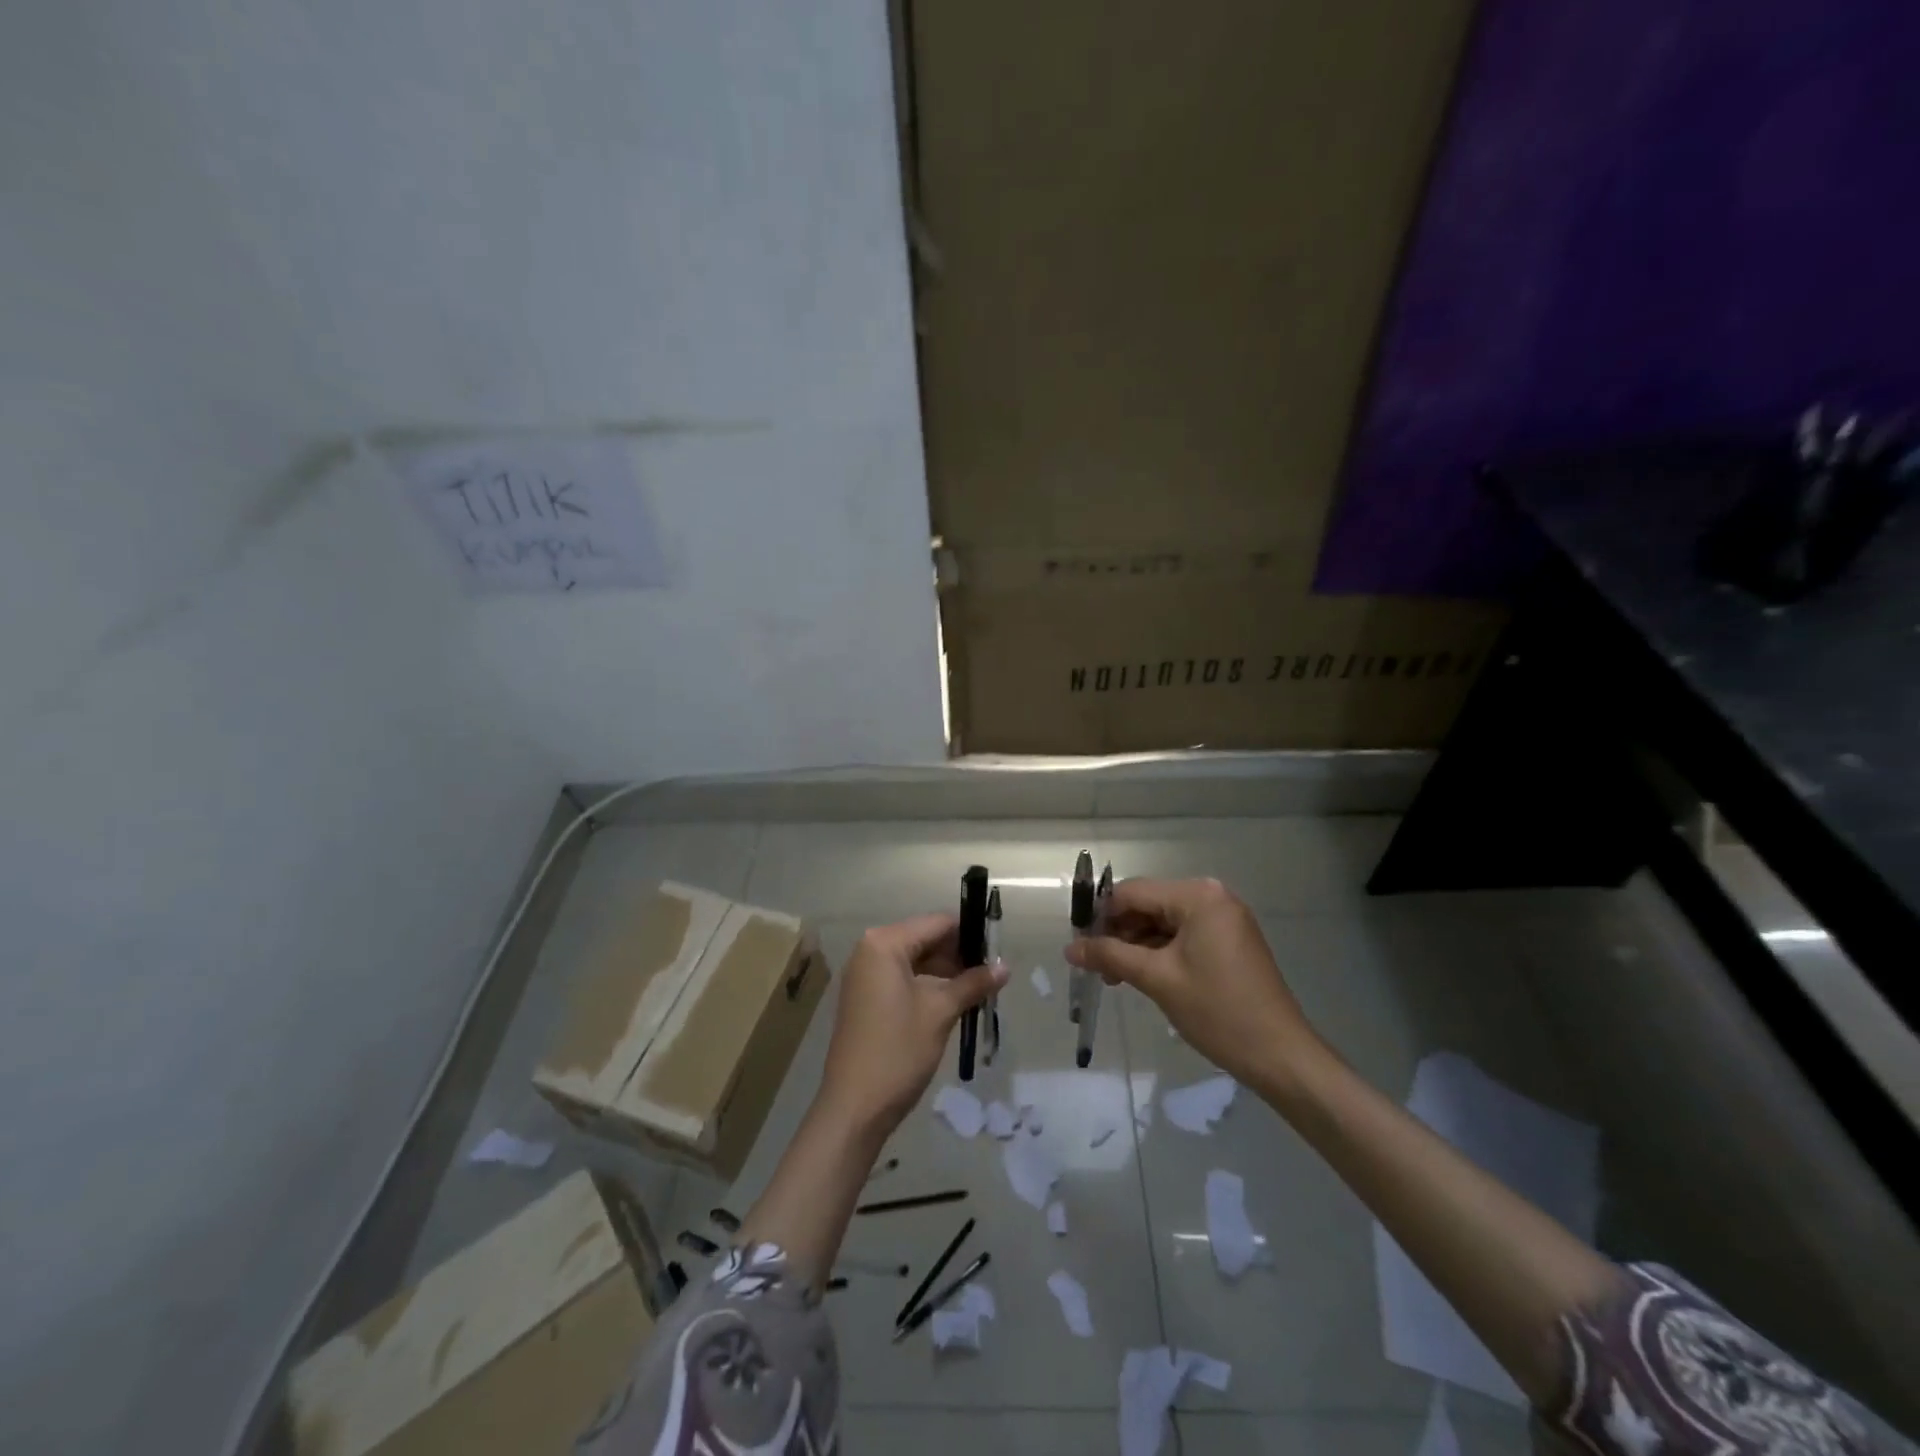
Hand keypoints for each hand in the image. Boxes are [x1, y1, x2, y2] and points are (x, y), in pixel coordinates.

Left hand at [816, 914, 1006, 1137]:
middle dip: (959, 955)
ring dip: (946, 972)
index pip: (937, 923)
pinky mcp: (865, 997)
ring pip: (915, 960)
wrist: (854, 1108)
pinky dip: (927, 985)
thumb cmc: (898, 1051)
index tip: (998, 951)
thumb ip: (973, 983)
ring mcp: (864, 974)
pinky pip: (902, 978)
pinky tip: (954, 1001)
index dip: (970, 934)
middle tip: (992, 974)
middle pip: (925, 939)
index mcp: (884, 943)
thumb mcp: (940, 1012)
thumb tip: (1005, 966)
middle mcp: (870, 950)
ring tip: (979, 989)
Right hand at [1064, 877, 1319, 1085]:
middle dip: (1119, 933)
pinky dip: (1159, 952)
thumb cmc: (1218, 1011)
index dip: (1100, 916)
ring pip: (1163, 921)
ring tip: (1114, 978)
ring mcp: (1223, 918)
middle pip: (1148, 904)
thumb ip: (1110, 956)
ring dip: (1136, 945)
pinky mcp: (1228, 939)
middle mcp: (1212, 896)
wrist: (1280, 1056)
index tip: (1078, 944)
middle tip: (1095, 967)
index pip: (1132, 893)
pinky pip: (1182, 935)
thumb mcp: (1157, 979)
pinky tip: (1141, 976)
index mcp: (1197, 895)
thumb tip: (1069, 948)